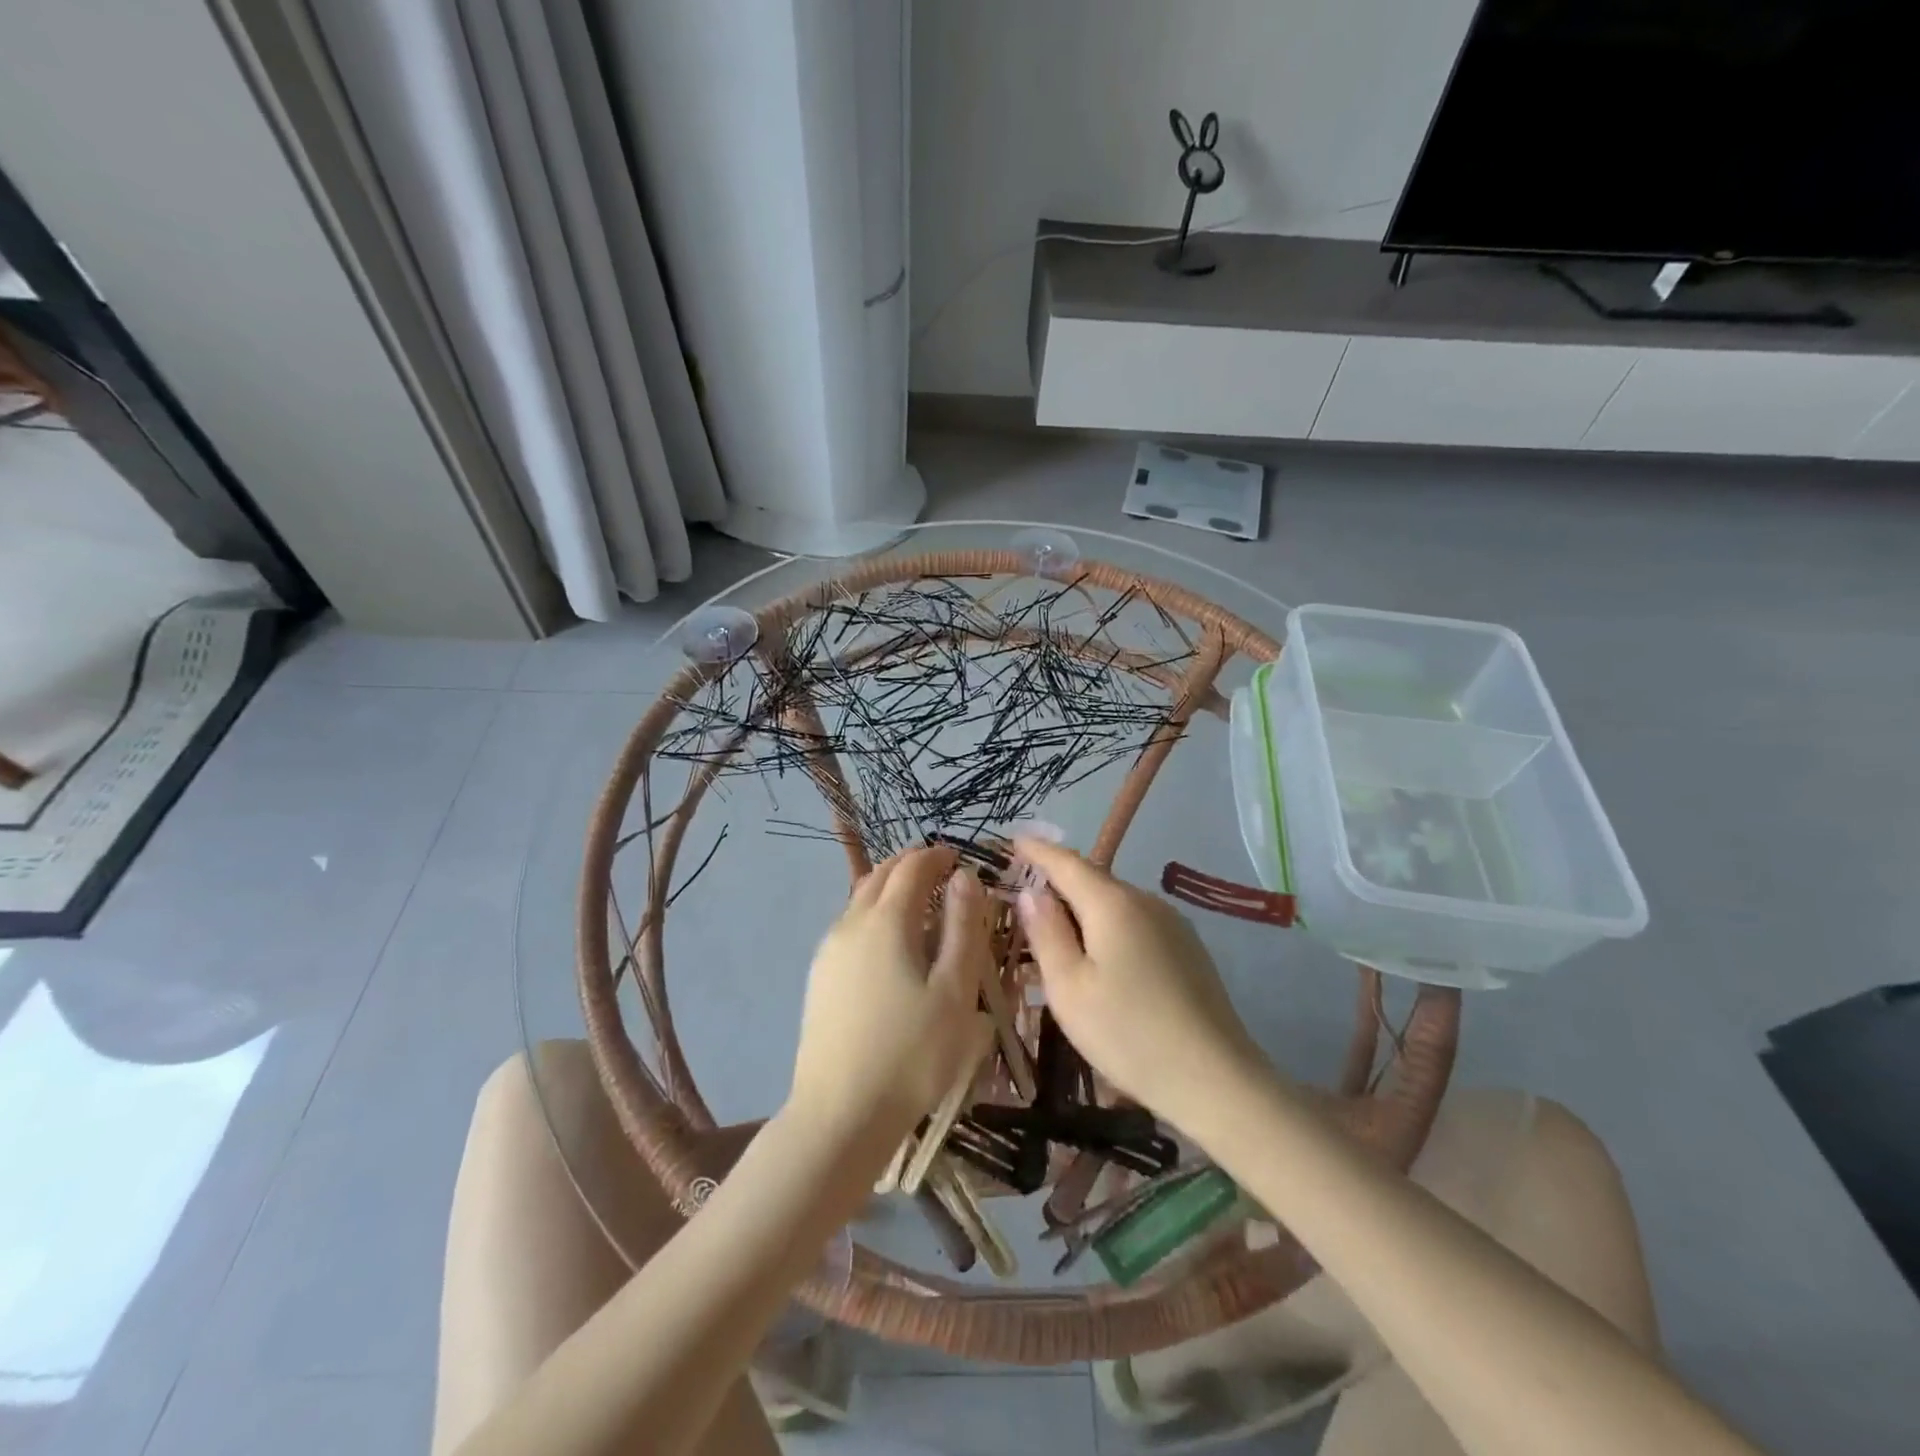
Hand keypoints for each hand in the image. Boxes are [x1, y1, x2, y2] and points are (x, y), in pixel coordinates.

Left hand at [787, 845, 991, 1153]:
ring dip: (890, 889)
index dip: (937, 855)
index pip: (912, 866)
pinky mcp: (820, 977)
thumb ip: (964, 928)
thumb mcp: (955, 991)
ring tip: (921, 905)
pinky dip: (875, 914)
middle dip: (911, 865)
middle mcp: (851, 923)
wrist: (839, 1115)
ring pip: (860, 899)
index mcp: (886, 920)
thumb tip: (965, 878)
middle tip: (942, 873)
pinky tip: (891, 945)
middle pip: (880, 875)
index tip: (960, 858)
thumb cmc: (911, 1053)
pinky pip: (851, 926)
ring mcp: (829, 950)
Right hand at [1014, 838, 1268, 1131]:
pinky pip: (1137, 922)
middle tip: (1025, 896)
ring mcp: (1173, 924)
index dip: (1037, 850)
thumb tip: (1032, 892)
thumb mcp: (1069, 989)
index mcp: (1113, 903)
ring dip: (1085, 909)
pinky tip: (1102, 958)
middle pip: (1093, 880)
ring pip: (1117, 903)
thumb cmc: (1128, 1034)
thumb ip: (1047, 933)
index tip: (1014, 840)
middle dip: (1058, 882)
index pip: (1066, 862)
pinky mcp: (1188, 948)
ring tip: (1058, 932)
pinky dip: (1110, 927)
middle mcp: (1146, 901)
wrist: (1215, 1080)